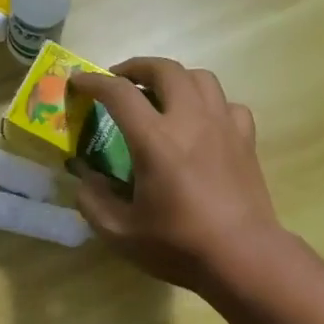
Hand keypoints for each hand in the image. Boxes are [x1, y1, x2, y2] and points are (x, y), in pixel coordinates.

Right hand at [67, 58, 284, 293]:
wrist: (243, 256)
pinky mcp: (245, 139)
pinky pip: (227, 104)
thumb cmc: (179, 245)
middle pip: (165, 69)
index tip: (78, 82)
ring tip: (160, 95)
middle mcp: (190, 120)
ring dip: (174, 78)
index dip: (93, 82)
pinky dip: (208, 103)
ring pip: (200, 78)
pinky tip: (201, 122)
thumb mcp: (121, 233)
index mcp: (155, 140)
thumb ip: (94, 202)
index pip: (119, 93)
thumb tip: (85, 179)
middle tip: (119, 80)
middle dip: (136, 67)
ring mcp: (223, 125)